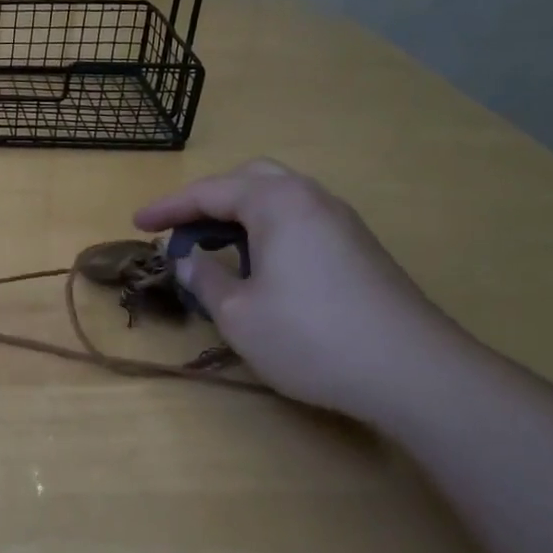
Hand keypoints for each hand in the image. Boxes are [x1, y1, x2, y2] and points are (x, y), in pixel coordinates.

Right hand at [135, 160, 473, 422]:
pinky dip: (267, 230)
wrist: (415, 373)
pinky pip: (300, 220)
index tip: (137, 223)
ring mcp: (342, 222)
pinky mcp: (360, 249)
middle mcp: (311, 199)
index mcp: (277, 202)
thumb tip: (186, 260)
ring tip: (214, 246)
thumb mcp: (238, 314)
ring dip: (239, 214)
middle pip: (249, 179)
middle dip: (208, 200)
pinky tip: (260, 265)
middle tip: (180, 229)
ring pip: (279, 197)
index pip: (209, 192)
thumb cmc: (311, 336)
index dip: (168, 207)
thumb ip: (204, 279)